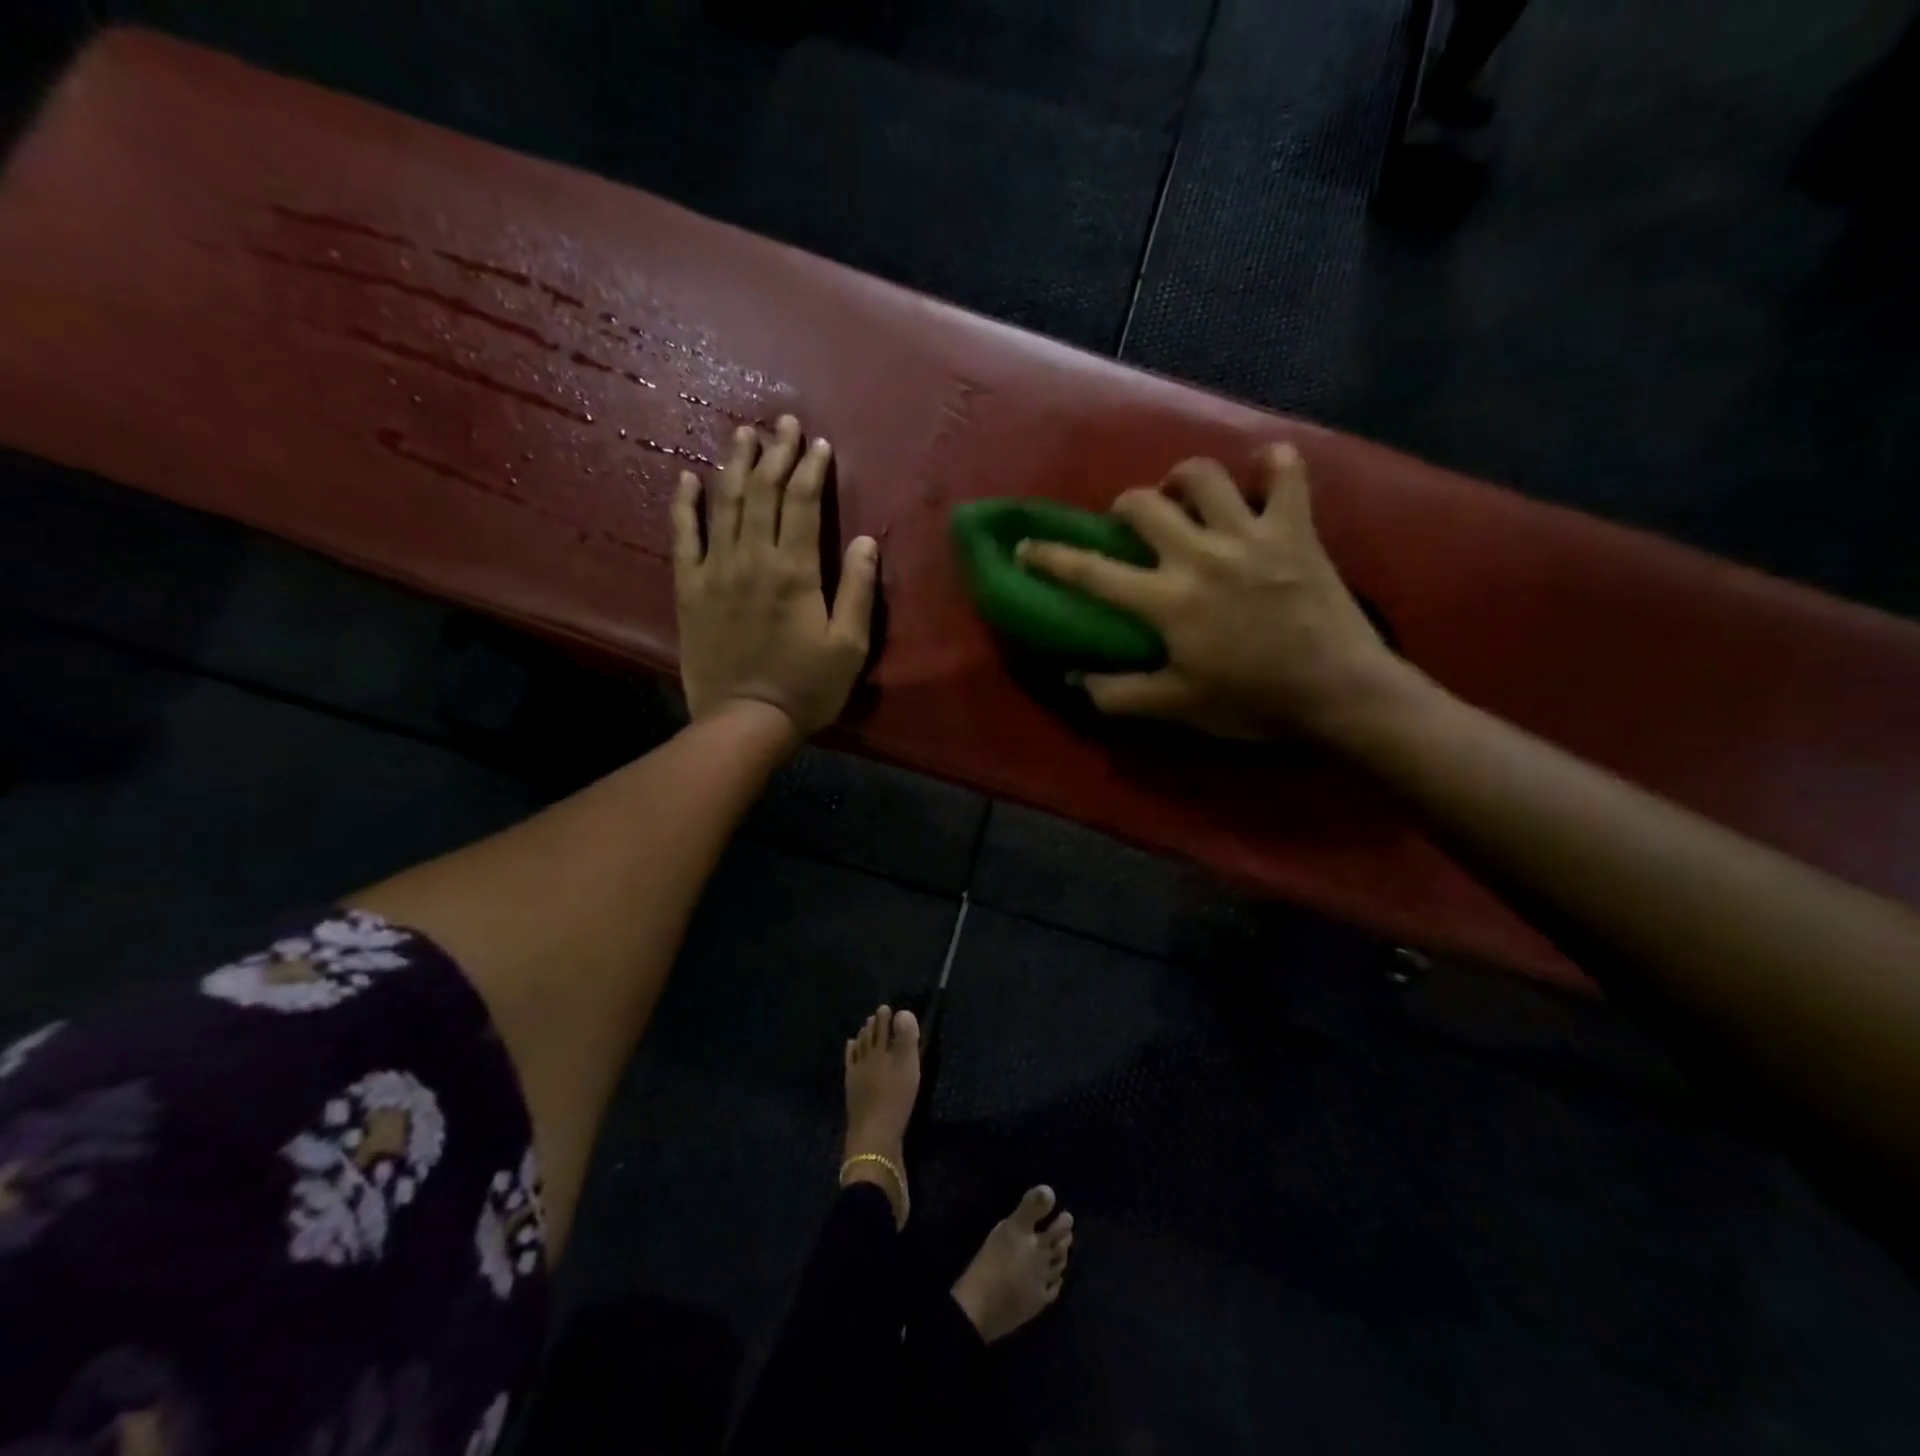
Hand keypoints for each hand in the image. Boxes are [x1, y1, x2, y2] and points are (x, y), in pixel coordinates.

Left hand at [673, 415, 877, 737]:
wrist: (745, 720)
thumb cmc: (807, 687)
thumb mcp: (849, 646)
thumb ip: (858, 590)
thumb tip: (866, 541)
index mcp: (795, 571)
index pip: (802, 504)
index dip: (811, 469)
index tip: (818, 444)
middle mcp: (752, 559)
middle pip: (762, 493)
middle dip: (775, 453)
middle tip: (783, 423)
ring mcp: (715, 571)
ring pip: (724, 505)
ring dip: (734, 465)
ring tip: (743, 434)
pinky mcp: (689, 590)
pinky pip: (683, 537)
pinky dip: (685, 505)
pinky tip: (688, 479)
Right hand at [1017, 445, 1403, 739]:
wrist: (1338, 692)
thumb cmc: (1252, 701)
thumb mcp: (1177, 706)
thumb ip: (1118, 692)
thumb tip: (1073, 677)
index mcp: (1167, 600)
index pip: (1091, 572)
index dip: (1051, 557)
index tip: (1027, 545)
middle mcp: (1200, 555)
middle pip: (1143, 504)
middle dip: (1125, 507)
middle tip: (1132, 527)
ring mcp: (1250, 534)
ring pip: (1204, 475)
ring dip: (1184, 479)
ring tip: (1185, 498)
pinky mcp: (1295, 527)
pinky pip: (1286, 471)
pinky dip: (1272, 465)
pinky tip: (1260, 475)